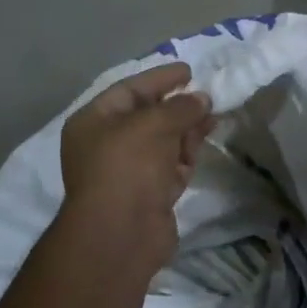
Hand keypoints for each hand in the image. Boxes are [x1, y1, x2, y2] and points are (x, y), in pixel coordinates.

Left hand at [59, 61, 213, 273]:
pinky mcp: (149, 195)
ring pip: (163, 141)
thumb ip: (181, 107)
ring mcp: (128, 171)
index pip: (130, 90)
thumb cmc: (127, 166)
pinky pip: (170, 165)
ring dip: (187, 129)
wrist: (121, 236)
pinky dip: (187, 154)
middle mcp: (107, 144)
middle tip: (207, 96)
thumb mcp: (154, 124)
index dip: (160, 79)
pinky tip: (204, 143)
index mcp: (94, 121)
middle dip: (178, 106)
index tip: (189, 71)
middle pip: (148, 116)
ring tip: (213, 117)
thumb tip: (202, 99)